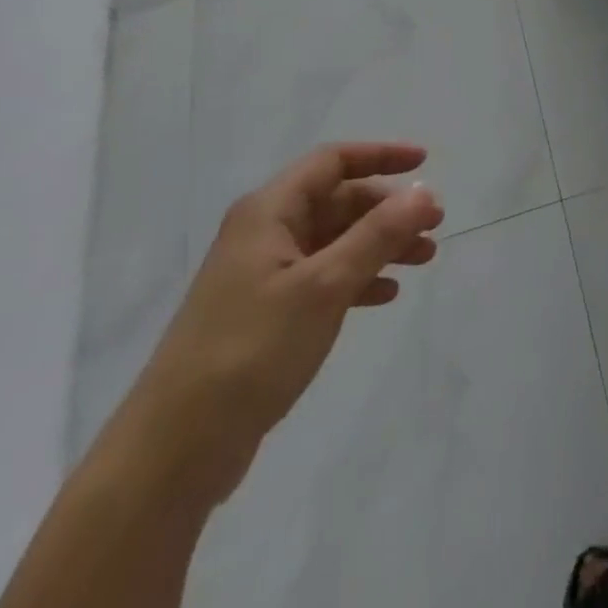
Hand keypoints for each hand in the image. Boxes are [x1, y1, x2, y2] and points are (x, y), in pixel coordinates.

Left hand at [111, 142, 443, 502]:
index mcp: (269, 212)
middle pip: (337, 201)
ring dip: (380, 244)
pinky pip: (323, 279)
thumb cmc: (251, 350)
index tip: (425, 162)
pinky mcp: (265, 316)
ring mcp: (263, 276)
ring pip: (335, 241)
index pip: (332, 162)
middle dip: (388, 209)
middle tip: (433, 225)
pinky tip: (386, 295)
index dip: (381, 155)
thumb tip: (424, 191)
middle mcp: (264, 234)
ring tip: (424, 259)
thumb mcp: (324, 286)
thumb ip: (378, 235)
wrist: (174, 452)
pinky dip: (358, 279)